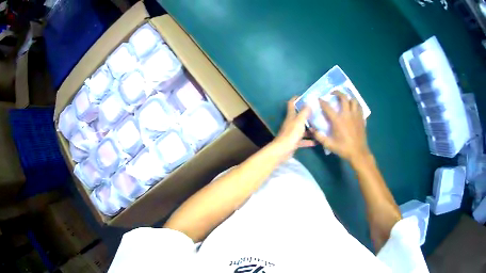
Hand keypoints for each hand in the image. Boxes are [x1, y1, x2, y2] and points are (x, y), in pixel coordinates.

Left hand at [272, 97, 315, 159]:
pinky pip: (303, 140)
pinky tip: (317, 141)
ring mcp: (292, 133)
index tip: (305, 96)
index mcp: (291, 116)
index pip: (291, 103)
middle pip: (299, 116)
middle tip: (318, 113)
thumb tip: (308, 102)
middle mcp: (291, 123)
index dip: (296, 98)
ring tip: (320, 127)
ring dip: (310, 128)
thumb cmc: (291, 134)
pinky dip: (309, 141)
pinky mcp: (294, 142)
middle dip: (308, 114)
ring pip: (302, 129)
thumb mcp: (299, 121)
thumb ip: (304, 112)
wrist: (283, 150)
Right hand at [312, 91, 370, 162]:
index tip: (319, 99)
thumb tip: (312, 129)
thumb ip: (319, 136)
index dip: (322, 101)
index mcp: (338, 120)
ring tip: (345, 99)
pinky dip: (355, 104)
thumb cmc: (343, 148)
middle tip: (333, 93)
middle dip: (337, 92)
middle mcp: (347, 114)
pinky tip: (353, 107)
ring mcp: (356, 115)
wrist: (358, 153)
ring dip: (348, 97)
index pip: (328, 107)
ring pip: (353, 100)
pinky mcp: (361, 118)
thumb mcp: (329, 145)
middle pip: (343, 97)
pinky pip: (359, 107)